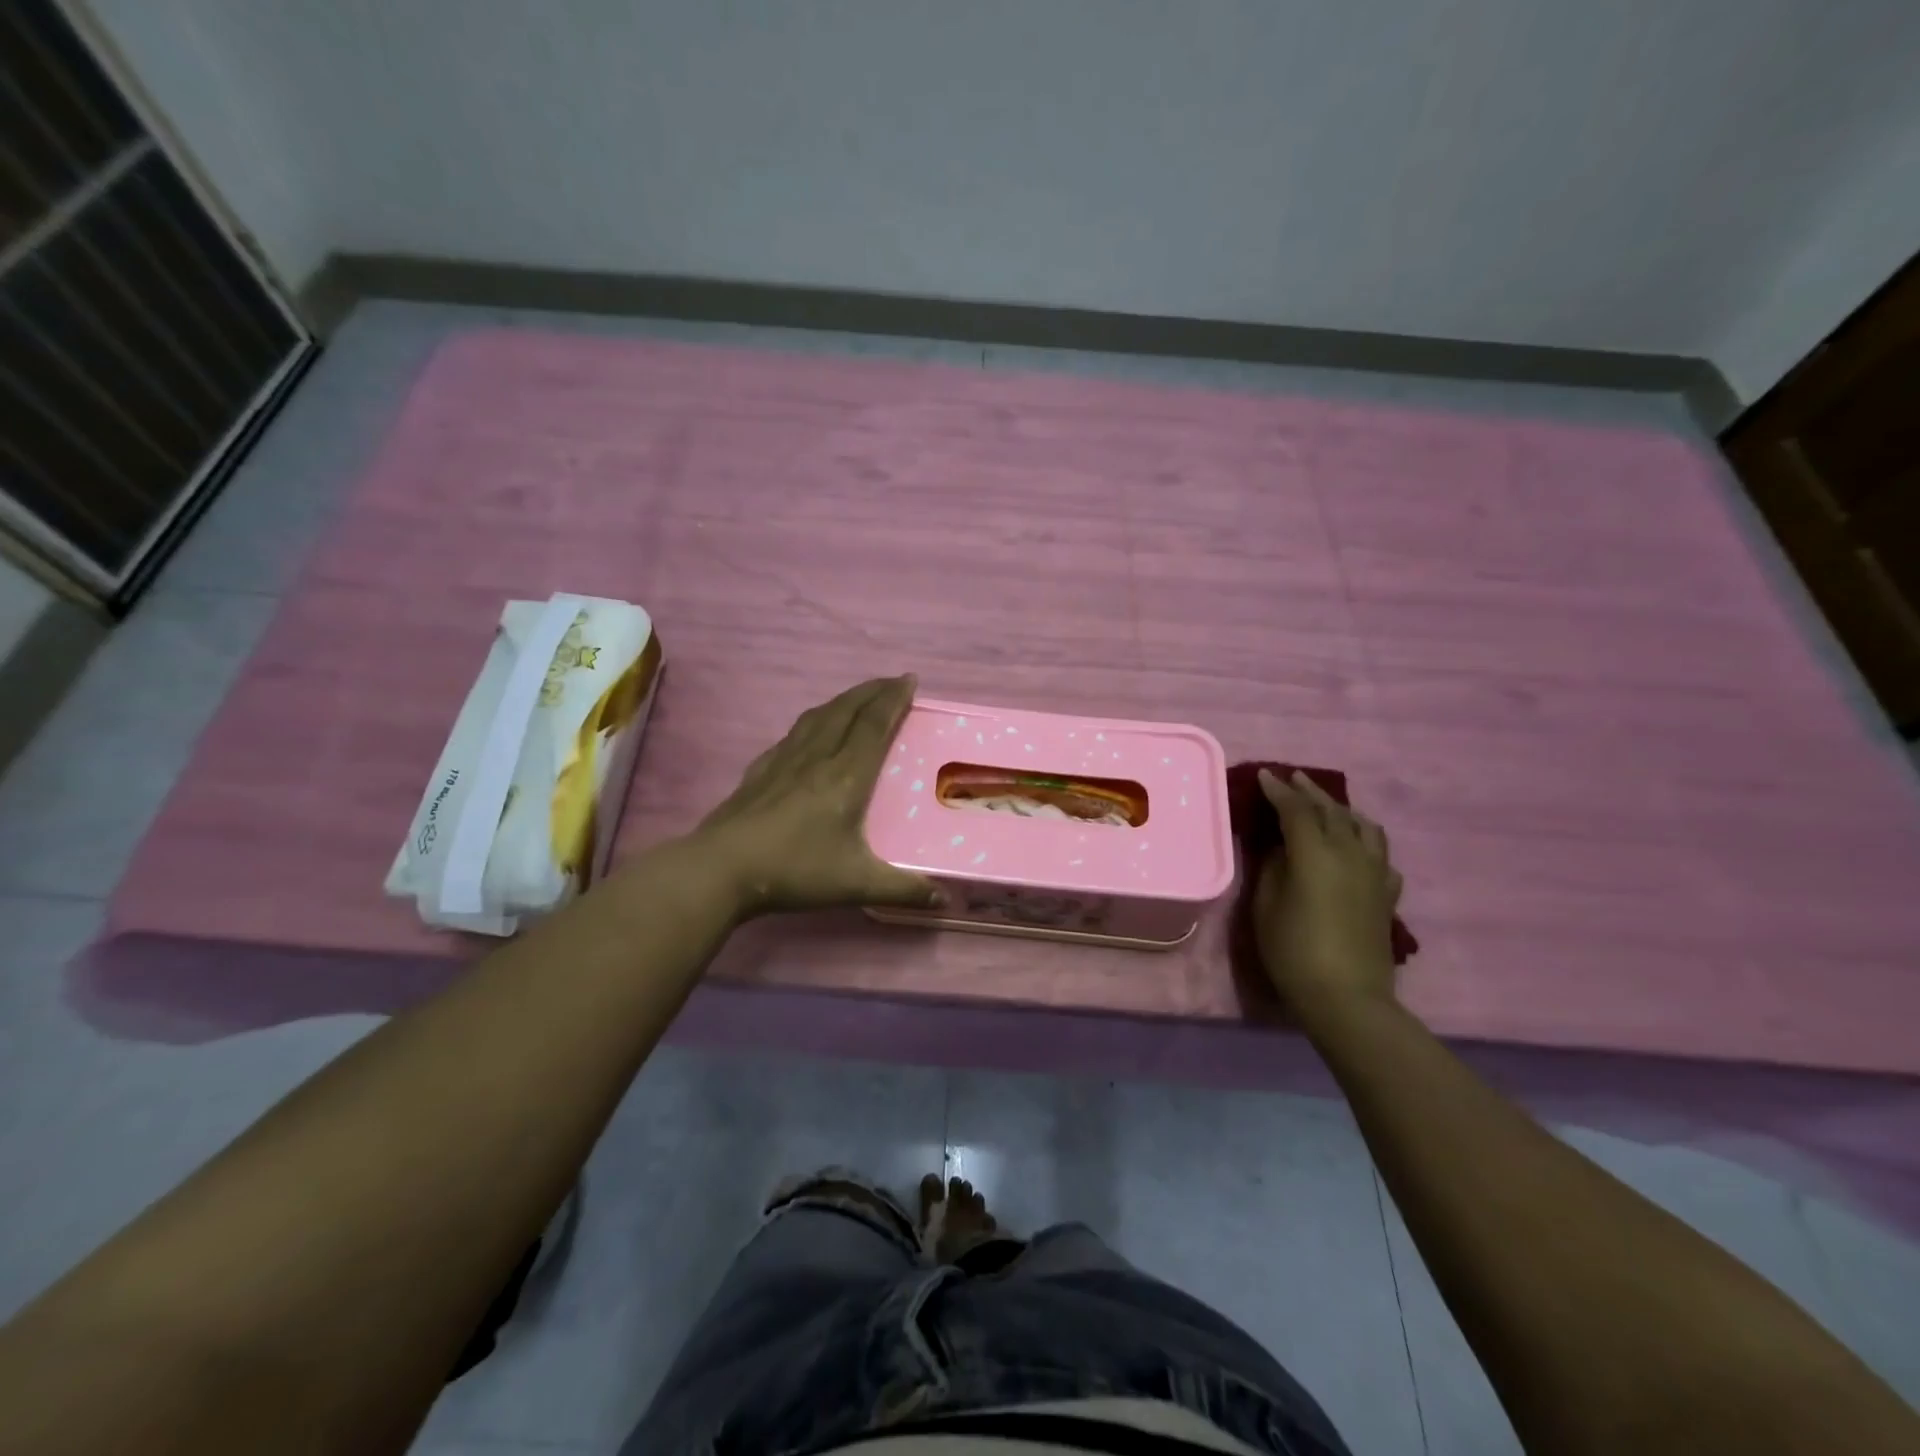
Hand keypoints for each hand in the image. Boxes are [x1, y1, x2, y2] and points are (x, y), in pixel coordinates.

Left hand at [689, 675, 940, 917]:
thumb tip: (944, 900)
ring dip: (843, 700)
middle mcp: (816, 758)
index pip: (874, 725)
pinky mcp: (759, 772)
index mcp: (846, 777)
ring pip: (818, 717)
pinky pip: (792, 735)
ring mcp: (784, 762)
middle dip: (872, 691)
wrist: (721, 870)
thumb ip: (902, 890)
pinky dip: (811, 722)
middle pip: (847, 711)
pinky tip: (808, 731)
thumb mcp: (856, 884)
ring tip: (857, 697)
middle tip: (892, 682)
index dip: (893, 700)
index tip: (909, 680)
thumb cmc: (795, 871)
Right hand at [1252, 769, 1402, 1021]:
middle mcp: (1350, 854)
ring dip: (1343, 810)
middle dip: (1310, 792)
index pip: (1296, 810)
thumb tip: (1282, 848)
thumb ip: (1273, 868)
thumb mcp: (1266, 907)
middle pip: (1332, 811)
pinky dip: (1366, 842)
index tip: (1264, 776)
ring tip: (1328, 807)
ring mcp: (1375, 874)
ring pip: (1365, 827)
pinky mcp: (1387, 896)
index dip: (1278, 791)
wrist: (1347, 998)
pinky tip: (1358, 850)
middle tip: (1292, 779)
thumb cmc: (1293, 951)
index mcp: (1316, 854)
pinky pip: (1380, 856)